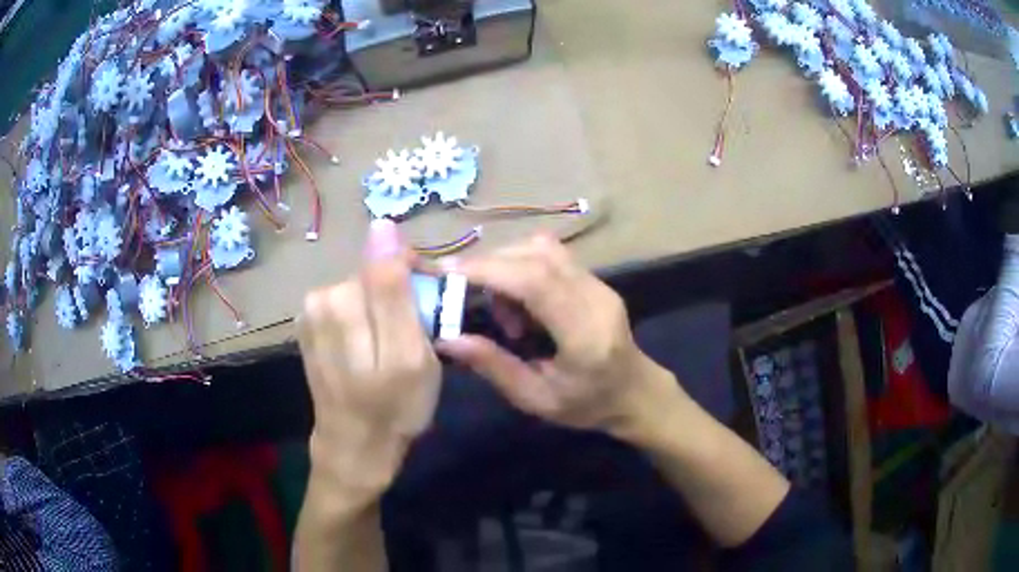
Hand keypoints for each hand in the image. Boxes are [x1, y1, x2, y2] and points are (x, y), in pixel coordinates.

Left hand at [297, 220, 440, 498]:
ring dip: (385, 313)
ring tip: (393, 350)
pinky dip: (367, 322)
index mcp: (341, 297)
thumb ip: (393, 288)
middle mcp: (318, 296)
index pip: (391, 257)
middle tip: (415, 341)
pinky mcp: (310, 327)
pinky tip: (370, 351)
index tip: (433, 314)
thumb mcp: (408, 352)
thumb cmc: (393, 408)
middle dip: (402, 299)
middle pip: (376, 275)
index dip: (420, 281)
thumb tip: (382, 224)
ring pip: (364, 291)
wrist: (356, 448)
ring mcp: (309, 313)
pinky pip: (351, 307)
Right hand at [437, 234, 680, 438]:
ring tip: (503, 312)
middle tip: (465, 294)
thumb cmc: (587, 405)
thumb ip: (493, 366)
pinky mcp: (595, 278)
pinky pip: (551, 256)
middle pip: (536, 255)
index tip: (449, 273)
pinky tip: (521, 304)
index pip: (535, 281)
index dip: (489, 269)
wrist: (635, 392)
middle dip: (490, 266)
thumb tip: (448, 339)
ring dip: (507, 266)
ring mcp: (599, 283)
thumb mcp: (535, 398)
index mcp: (584, 333)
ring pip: (542, 248)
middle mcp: (595, 297)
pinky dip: (523, 268)